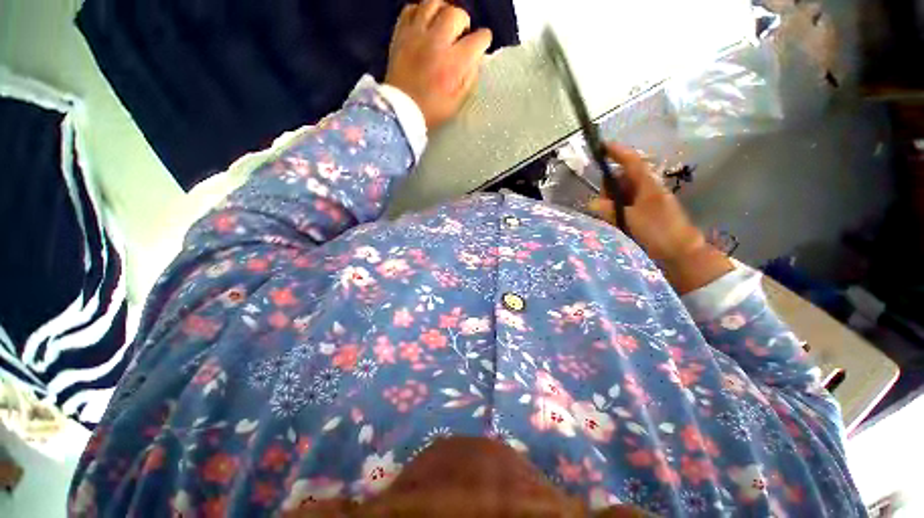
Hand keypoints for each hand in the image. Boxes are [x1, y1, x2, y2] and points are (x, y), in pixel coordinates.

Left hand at [385, 0, 492, 130]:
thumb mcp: (457, 102)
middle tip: (461, 34)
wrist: (400, 111)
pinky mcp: (400, 34)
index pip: (478, 39)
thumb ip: (469, 78)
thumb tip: (475, 59)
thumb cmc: (431, 111)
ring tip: (443, 23)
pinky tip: (424, 23)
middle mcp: (437, 42)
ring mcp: (416, 35)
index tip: (481, 44)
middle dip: (464, 22)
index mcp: (454, 63)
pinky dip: (420, 11)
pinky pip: (411, 8)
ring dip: (443, 10)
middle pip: (456, 14)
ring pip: (433, 3)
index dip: (483, 40)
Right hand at [590, 144, 733, 293]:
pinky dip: (616, 210)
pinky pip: (625, 206)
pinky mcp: (644, 214)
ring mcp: (646, 202)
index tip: (601, 147)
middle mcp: (647, 190)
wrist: (680, 254)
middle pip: (622, 178)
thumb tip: (591, 203)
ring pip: (622, 193)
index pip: (631, 162)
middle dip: (608, 187)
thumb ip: (610, 210)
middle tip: (602, 204)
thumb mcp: (631, 219)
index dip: (617, 152)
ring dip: (611, 201)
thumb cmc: (659, 232)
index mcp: (648, 185)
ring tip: (608, 218)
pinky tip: (613, 222)